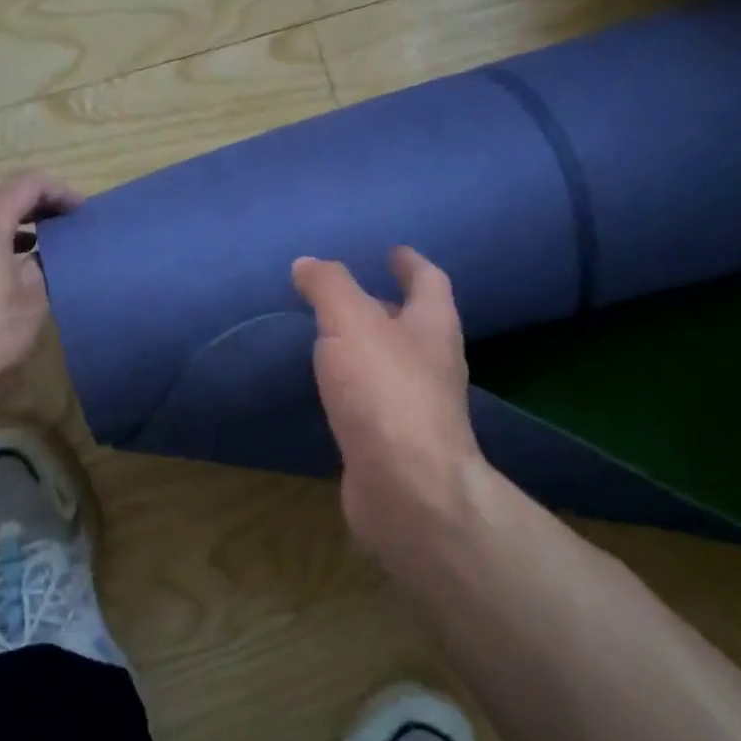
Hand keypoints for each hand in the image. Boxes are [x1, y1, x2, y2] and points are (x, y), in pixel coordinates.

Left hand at [0, 172, 81, 396]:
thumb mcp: (32, 299)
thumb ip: (41, 266)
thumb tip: (35, 258)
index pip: (27, 184)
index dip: (59, 192)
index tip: (81, 212)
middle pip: (0, 202)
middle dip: (36, 212)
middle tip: (65, 230)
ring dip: (11, 233)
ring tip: (39, 255)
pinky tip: (3, 279)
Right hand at [292, 247, 487, 576]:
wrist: (407, 489)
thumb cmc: (385, 391)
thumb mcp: (350, 323)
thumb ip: (329, 287)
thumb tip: (308, 263)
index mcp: (432, 325)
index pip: (429, 280)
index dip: (410, 262)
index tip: (392, 251)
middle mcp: (432, 362)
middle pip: (412, 323)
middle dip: (385, 305)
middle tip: (348, 294)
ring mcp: (417, 406)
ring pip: (392, 363)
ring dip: (368, 347)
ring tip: (332, 337)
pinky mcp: (395, 442)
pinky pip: (373, 400)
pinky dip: (354, 386)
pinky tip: (330, 389)